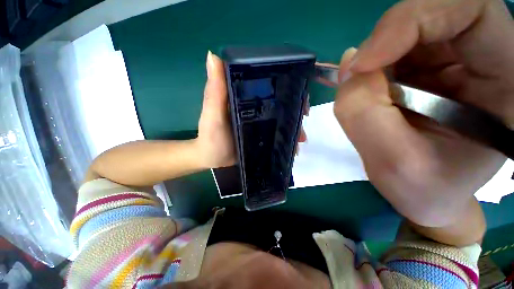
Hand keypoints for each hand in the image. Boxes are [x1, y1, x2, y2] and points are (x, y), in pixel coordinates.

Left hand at [196, 51, 307, 167]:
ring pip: (282, 120)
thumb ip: (214, 90)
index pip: (267, 85)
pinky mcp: (263, 137)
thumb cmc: (211, 138)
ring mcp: (261, 124)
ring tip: (300, 139)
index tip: (298, 92)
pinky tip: (294, 147)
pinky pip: (279, 135)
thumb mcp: (212, 114)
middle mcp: (256, 109)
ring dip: (294, 127)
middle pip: (280, 103)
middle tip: (304, 117)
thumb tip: (214, 55)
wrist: (213, 160)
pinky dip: (288, 139)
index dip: (285, 85)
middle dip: (295, 108)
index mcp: (245, 99)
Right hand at [334, 0, 513, 226]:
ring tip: (367, 101)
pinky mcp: (426, 68)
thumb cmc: (424, 189)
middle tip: (356, 77)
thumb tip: (349, 65)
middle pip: (430, 14)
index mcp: (506, 79)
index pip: (469, 11)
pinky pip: (390, 54)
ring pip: (403, 34)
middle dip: (385, 43)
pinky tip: (369, 98)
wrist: (427, 194)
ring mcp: (453, 60)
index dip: (411, 21)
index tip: (364, 63)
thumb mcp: (393, 162)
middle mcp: (484, 57)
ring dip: (374, 64)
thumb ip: (362, 112)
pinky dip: (369, 74)